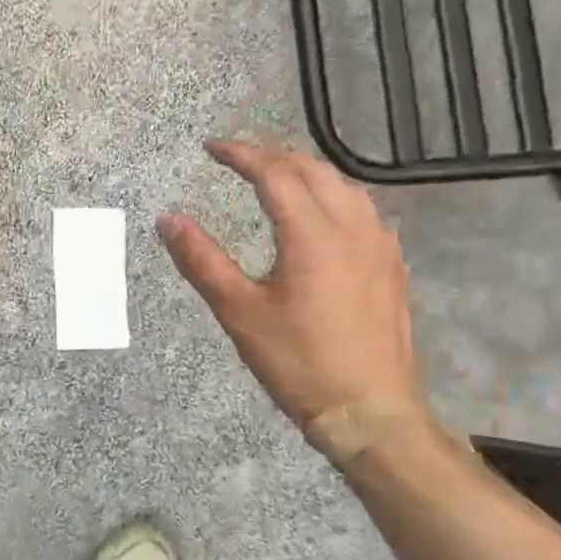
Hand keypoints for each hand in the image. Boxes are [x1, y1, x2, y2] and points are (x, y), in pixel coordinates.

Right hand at [158, 141, 425, 454]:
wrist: (370, 412)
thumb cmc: (298, 363)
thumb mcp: (238, 312)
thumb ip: (201, 259)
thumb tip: (167, 220)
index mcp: (314, 234)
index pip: (275, 174)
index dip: (241, 154)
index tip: (211, 148)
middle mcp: (353, 228)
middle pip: (313, 170)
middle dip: (273, 157)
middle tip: (238, 160)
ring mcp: (380, 246)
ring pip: (344, 187)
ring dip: (306, 173)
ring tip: (275, 179)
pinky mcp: (392, 266)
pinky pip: (363, 211)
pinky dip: (333, 196)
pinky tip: (320, 217)